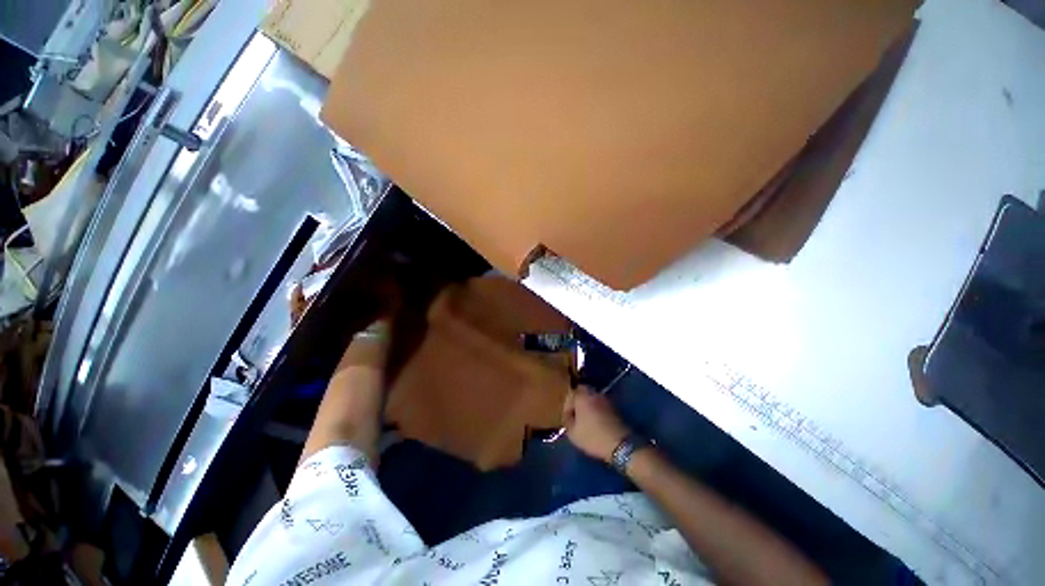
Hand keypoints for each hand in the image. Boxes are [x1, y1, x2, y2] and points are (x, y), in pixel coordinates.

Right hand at [563, 387, 630, 462]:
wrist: (620, 444)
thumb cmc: (593, 437)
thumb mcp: (573, 433)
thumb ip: (567, 421)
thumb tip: (569, 416)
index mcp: (581, 396)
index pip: (569, 395)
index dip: (566, 408)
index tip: (567, 419)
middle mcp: (593, 393)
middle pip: (581, 393)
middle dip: (577, 403)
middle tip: (575, 416)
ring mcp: (604, 398)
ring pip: (591, 397)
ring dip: (587, 405)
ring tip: (585, 419)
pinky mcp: (613, 406)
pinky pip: (600, 404)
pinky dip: (596, 409)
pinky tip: (596, 421)